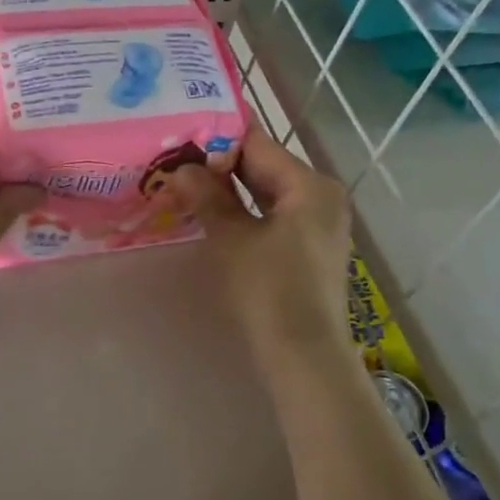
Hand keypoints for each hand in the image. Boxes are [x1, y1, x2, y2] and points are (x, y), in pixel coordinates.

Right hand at [165, 126, 352, 365]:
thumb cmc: (269, 290)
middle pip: (265, 166)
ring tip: (188, 188)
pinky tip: (215, 215)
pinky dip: (247, 212)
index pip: (258, 144)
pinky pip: (275, 215)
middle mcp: (321, 195)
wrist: (304, 356)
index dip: (217, 142)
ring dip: (231, 191)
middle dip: (222, 167)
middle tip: (177, 166)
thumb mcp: (232, 239)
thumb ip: (209, 197)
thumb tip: (183, 169)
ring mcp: (319, 222)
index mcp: (309, 185)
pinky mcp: (311, 247)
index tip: (179, 145)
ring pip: (268, 192)